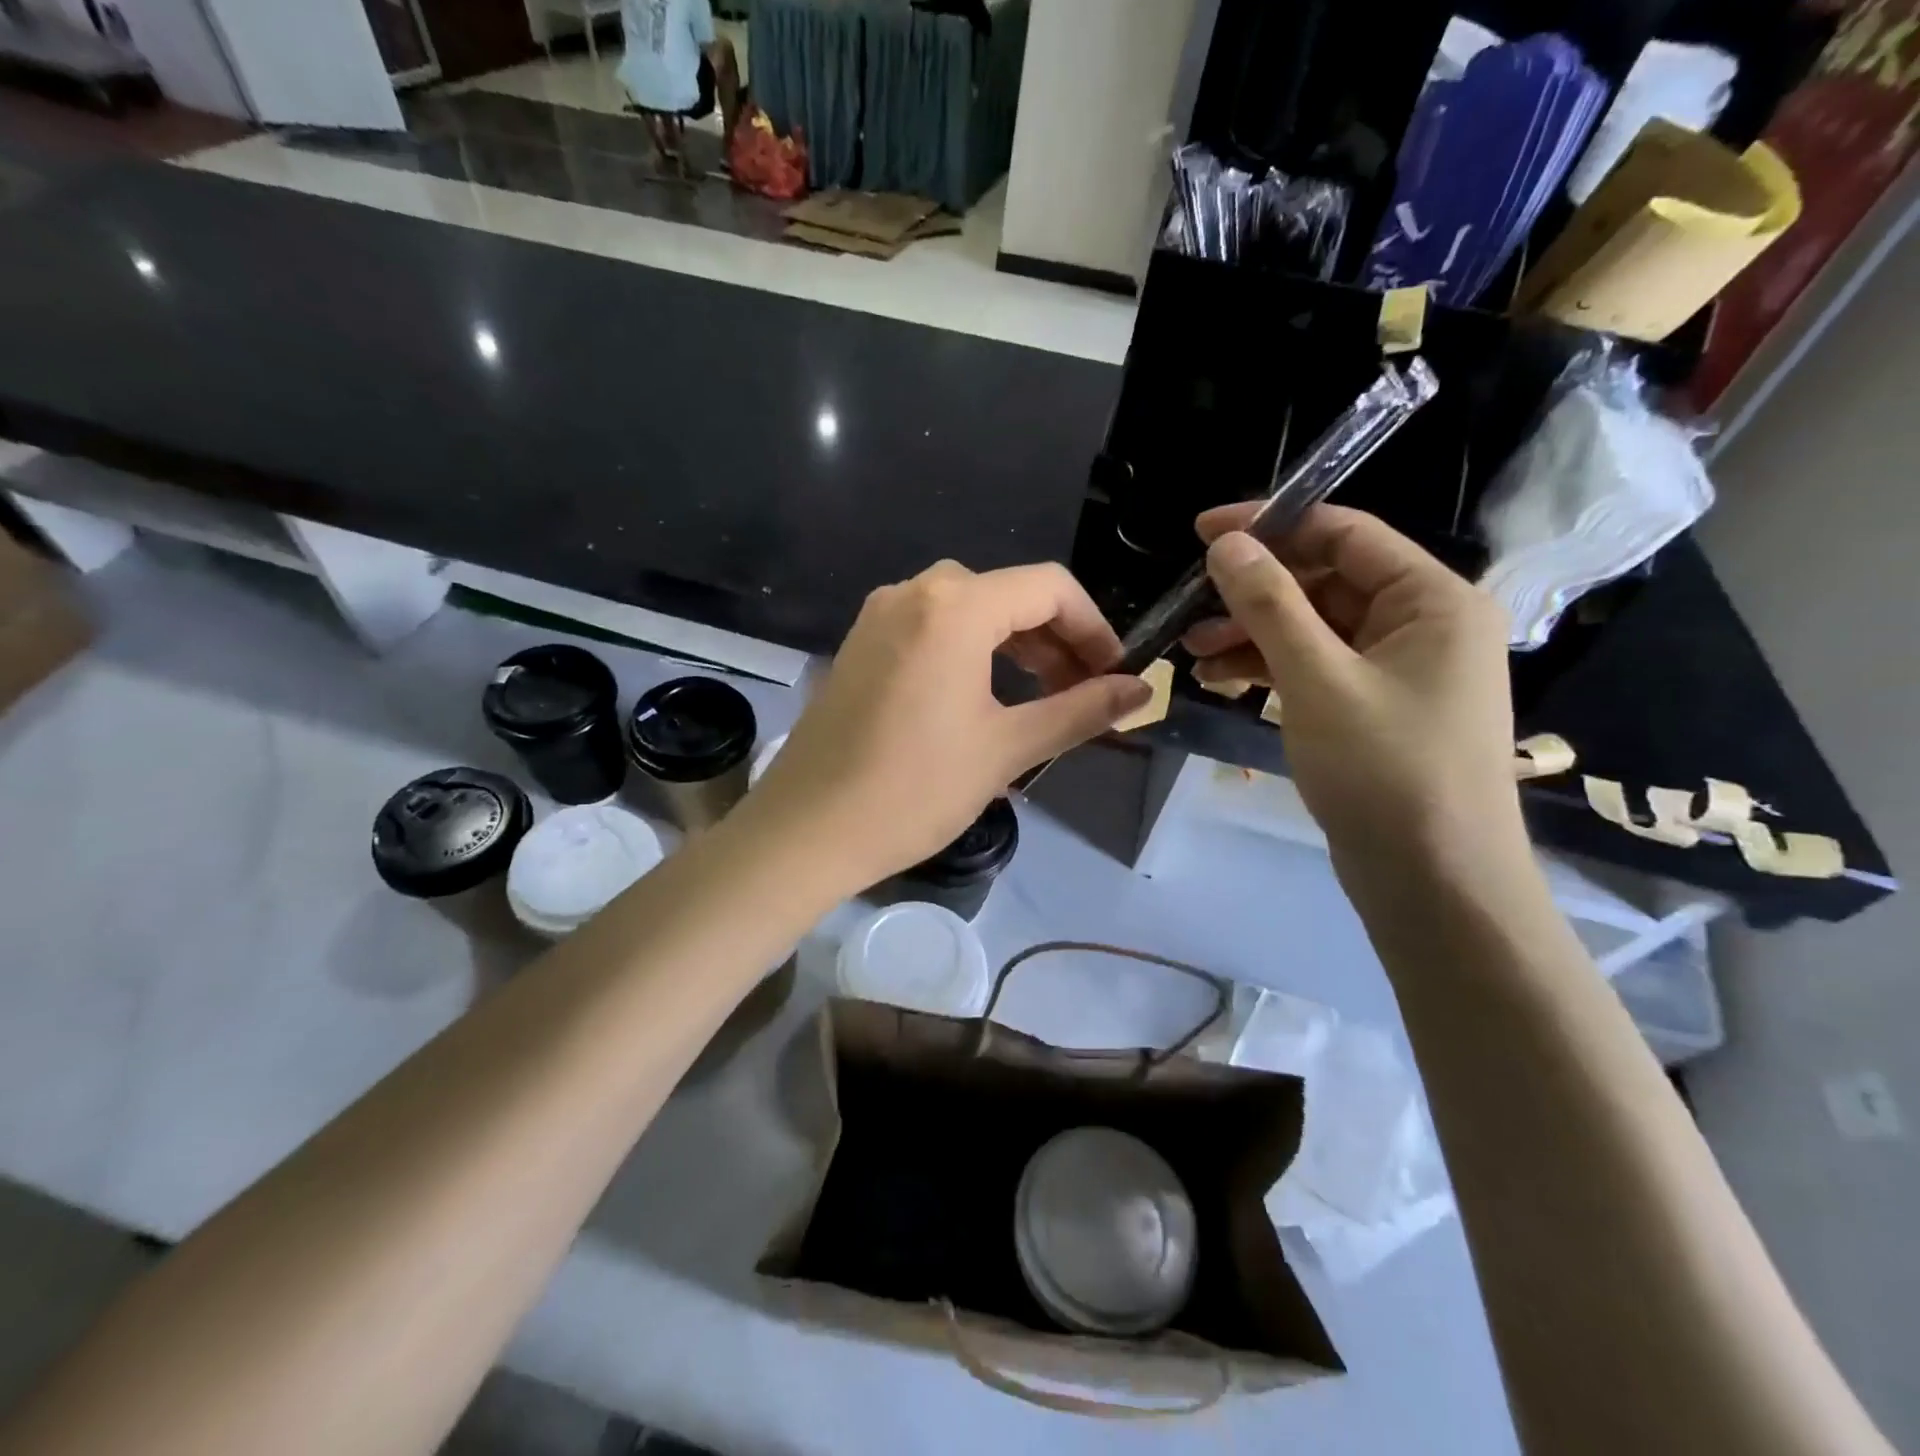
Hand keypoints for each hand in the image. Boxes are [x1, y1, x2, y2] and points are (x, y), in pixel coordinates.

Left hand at [744, 560, 1150, 888]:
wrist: (806, 831)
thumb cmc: (914, 789)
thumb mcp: (1007, 749)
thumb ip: (1080, 711)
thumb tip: (1141, 691)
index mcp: (954, 608)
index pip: (1048, 588)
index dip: (1093, 627)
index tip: (1115, 673)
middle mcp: (912, 593)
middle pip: (1007, 594)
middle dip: (1055, 638)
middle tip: (1084, 691)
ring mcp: (878, 616)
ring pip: (968, 610)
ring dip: (1014, 644)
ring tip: (1044, 696)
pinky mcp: (860, 645)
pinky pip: (930, 628)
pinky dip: (971, 650)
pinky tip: (985, 696)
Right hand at [1184, 504, 1517, 866]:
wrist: (1433, 881)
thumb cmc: (1385, 770)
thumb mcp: (1317, 680)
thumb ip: (1270, 606)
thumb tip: (1227, 543)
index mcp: (1432, 599)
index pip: (1344, 533)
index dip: (1271, 524)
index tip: (1202, 531)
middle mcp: (1421, 623)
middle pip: (1325, 582)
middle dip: (1254, 593)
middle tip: (1190, 608)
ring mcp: (1398, 669)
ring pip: (1313, 629)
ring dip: (1253, 634)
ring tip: (1192, 652)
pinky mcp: (1373, 708)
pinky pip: (1316, 668)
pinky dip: (1270, 669)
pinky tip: (1220, 679)